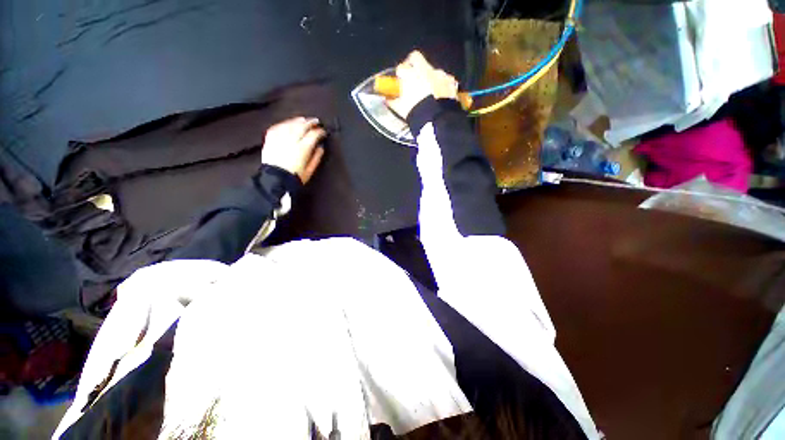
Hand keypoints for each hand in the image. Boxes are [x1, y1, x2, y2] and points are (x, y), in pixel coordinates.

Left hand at [262, 117, 325, 183]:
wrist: (276, 180)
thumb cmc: (295, 177)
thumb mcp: (310, 170)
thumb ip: (316, 157)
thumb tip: (320, 147)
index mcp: (303, 148)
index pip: (313, 135)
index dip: (320, 131)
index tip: (323, 132)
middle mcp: (291, 140)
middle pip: (302, 126)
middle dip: (310, 122)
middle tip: (316, 121)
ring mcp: (280, 138)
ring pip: (290, 124)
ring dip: (298, 120)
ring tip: (303, 119)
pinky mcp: (270, 139)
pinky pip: (277, 127)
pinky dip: (284, 124)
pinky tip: (288, 123)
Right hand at [387, 51, 459, 117]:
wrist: (437, 121)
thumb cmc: (416, 113)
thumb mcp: (401, 109)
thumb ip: (393, 102)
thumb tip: (387, 99)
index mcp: (410, 75)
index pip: (401, 68)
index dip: (400, 74)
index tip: (400, 81)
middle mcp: (425, 69)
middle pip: (416, 58)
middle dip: (413, 64)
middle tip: (412, 77)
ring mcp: (440, 74)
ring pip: (432, 70)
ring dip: (429, 77)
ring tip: (429, 92)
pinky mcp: (451, 82)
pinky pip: (445, 79)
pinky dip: (441, 84)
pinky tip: (440, 95)